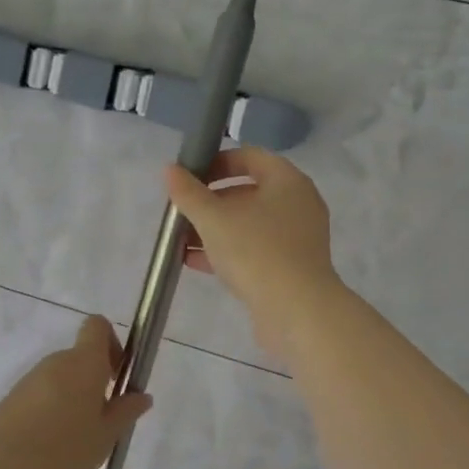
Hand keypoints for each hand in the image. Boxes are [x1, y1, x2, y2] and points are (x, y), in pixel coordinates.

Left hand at [0, 315, 151, 468]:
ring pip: (60, 381)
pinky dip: (50, 415)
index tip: (118, 377)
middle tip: (103, 423)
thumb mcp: (104, 437)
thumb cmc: (62, 451)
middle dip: (95, 382)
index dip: (112, 344)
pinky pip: (40, 399)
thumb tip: (141, 395)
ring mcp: (28, 382)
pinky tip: (50, 452)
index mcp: (84, 362)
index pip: (97, 327)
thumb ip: (124, 413)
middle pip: (80, 358)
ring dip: (72, 401)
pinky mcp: (9, 403)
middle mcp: (55, 363)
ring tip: (76, 445)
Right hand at [165, 148, 344, 362]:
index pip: (250, 157)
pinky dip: (228, 251)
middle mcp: (298, 204)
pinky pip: (255, 249)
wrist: (298, 312)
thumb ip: (189, 193)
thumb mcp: (213, 219)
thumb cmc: (256, 252)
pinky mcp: (291, 267)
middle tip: (182, 210)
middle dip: (211, 201)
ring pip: (249, 223)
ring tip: (181, 239)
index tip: (190, 176)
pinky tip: (195, 262)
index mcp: (287, 181)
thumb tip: (170, 169)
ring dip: (215, 229)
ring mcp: (297, 238)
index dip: (217, 162)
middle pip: (248, 191)